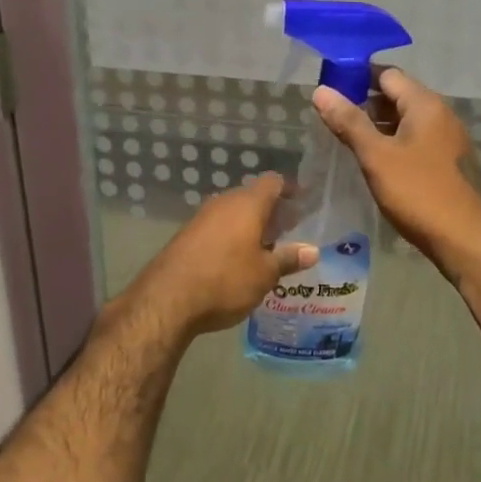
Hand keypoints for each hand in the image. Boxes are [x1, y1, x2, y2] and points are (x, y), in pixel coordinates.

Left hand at [114, 174, 317, 340]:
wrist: (167, 299)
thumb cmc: (226, 280)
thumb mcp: (264, 274)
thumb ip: (288, 258)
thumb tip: (313, 251)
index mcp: (247, 204)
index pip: (273, 182)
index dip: (290, 189)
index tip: (303, 202)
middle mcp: (224, 203)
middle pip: (253, 196)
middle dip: (272, 211)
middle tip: (289, 230)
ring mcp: (202, 217)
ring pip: (233, 212)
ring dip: (250, 225)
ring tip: (267, 248)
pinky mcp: (186, 235)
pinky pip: (218, 227)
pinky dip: (232, 236)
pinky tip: (238, 259)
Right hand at [312, 69, 480, 277]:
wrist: (467, 241)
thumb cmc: (419, 193)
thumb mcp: (377, 156)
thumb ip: (349, 122)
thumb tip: (321, 90)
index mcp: (425, 104)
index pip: (387, 74)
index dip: (356, 78)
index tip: (329, 91)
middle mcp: (441, 115)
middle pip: (397, 96)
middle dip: (365, 104)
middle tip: (332, 120)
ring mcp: (448, 140)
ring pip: (407, 121)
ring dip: (378, 127)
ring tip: (348, 142)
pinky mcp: (450, 163)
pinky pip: (417, 141)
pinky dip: (394, 144)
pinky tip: (376, 164)